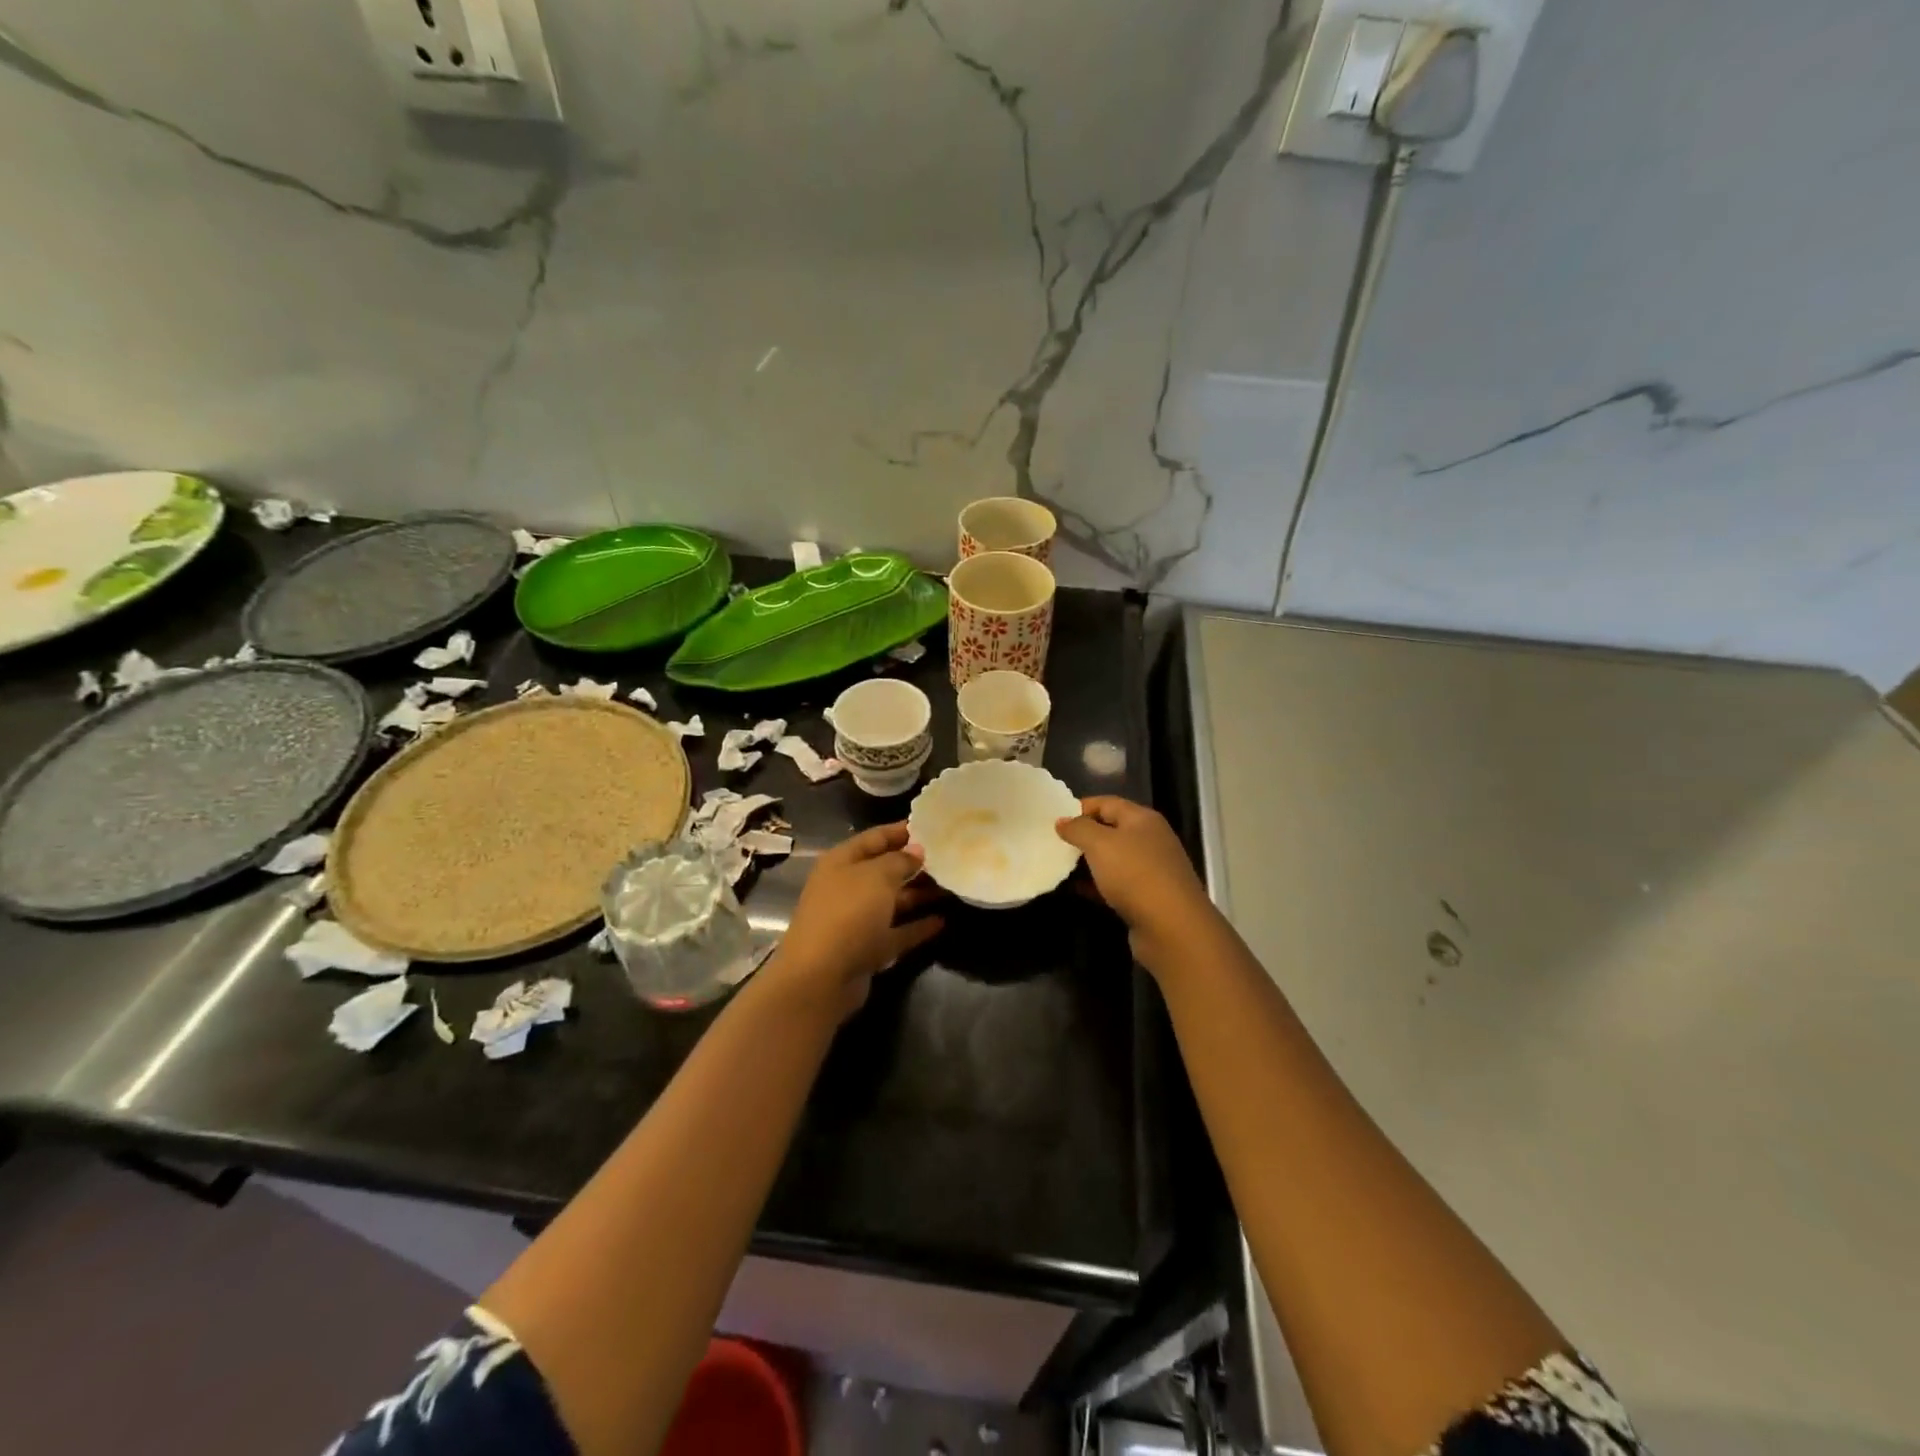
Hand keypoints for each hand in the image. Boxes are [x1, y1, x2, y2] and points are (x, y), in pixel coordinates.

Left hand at [767, 822, 943, 1017]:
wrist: (821, 977)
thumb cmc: (848, 913)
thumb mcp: (877, 876)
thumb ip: (900, 860)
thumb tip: (917, 851)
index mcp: (842, 862)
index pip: (875, 838)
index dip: (902, 831)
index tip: (933, 827)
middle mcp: (847, 887)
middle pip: (885, 870)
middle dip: (915, 864)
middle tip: (950, 858)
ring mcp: (857, 920)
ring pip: (893, 902)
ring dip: (919, 895)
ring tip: (952, 887)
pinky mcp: (867, 949)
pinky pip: (897, 932)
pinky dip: (917, 927)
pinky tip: (942, 921)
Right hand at [1056, 797, 1221, 977]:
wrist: (1172, 928)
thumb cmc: (1134, 874)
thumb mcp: (1100, 844)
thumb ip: (1078, 828)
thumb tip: (1062, 821)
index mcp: (1142, 819)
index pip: (1107, 803)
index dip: (1080, 808)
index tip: (1054, 819)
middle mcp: (1149, 840)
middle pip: (1110, 830)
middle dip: (1082, 836)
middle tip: (1052, 843)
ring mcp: (1150, 870)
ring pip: (1112, 859)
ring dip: (1087, 862)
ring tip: (1058, 866)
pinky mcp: (1147, 897)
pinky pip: (1115, 884)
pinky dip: (1096, 885)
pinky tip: (1076, 890)